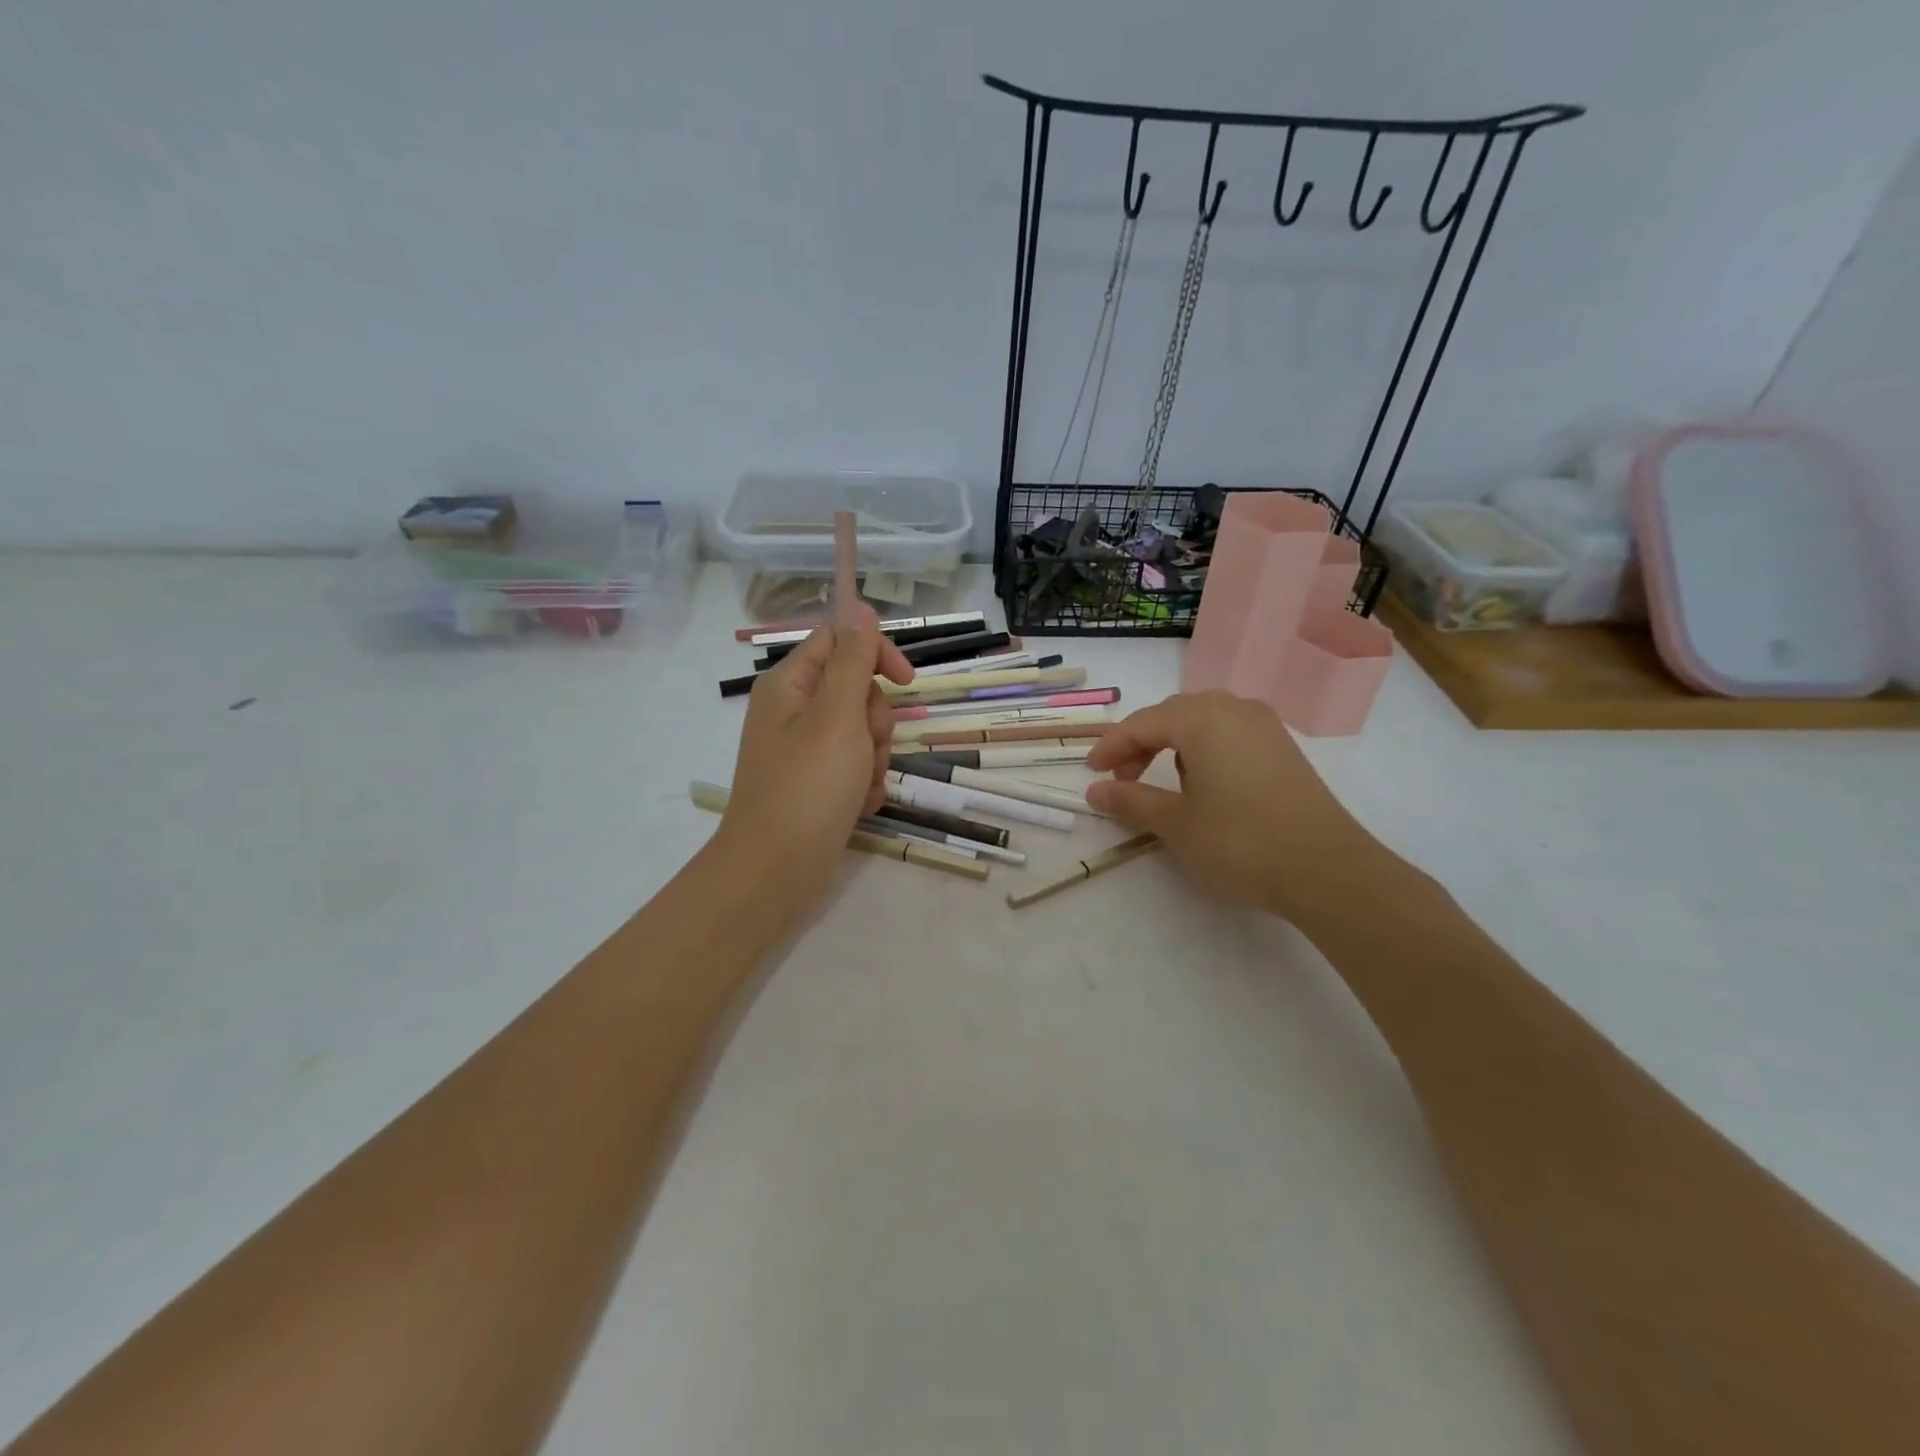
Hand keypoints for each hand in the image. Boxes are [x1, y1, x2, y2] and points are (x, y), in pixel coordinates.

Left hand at [715, 609, 913, 913]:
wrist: (776, 870)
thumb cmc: (808, 786)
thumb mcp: (837, 716)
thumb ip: (853, 660)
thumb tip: (860, 607)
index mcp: (789, 684)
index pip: (840, 640)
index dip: (876, 653)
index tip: (907, 682)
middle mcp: (793, 710)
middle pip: (856, 689)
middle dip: (875, 720)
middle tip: (866, 748)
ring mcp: (804, 749)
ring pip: (861, 731)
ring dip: (874, 756)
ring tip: (861, 785)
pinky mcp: (815, 782)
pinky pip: (854, 766)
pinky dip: (864, 783)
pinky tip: (859, 804)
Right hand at [1084, 691, 1378, 920]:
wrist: (1326, 869)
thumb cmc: (1239, 841)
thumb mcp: (1175, 823)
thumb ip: (1131, 800)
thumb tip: (1095, 792)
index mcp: (1202, 718)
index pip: (1142, 724)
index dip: (1111, 747)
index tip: (1091, 774)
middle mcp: (1234, 709)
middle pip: (1172, 716)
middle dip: (1141, 744)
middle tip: (1123, 780)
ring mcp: (1264, 726)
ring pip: (1203, 723)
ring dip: (1173, 746)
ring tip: (1162, 784)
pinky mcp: (1283, 748)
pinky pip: (1229, 735)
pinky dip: (1204, 751)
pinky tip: (1204, 785)